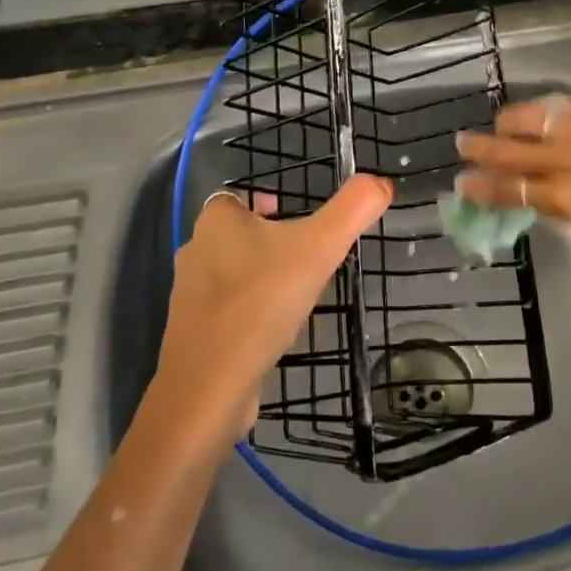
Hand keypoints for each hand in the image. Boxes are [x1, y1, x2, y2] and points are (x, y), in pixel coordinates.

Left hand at [158, 175, 394, 439]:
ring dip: (261, 278)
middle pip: (236, 235)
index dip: (265, 201)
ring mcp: (189, 298)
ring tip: (297, 293)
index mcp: (216, 222)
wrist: (210, 387)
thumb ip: (352, 210)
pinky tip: (275, 331)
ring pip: (232, 274)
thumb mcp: (319, 247)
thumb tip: (381, 182)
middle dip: (269, 241)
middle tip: (308, 256)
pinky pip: (227, 312)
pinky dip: (250, 314)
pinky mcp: (193, 336)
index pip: (237, 197)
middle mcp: (195, 252)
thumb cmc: (262, 302)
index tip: (297, 218)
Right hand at [456, 98, 570, 257]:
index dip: (484, 186)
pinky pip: (563, 107)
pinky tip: (538, 112)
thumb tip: (540, 192)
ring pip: (534, 119)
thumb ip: (567, 205)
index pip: (514, 189)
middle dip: (483, 147)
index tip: (461, 183)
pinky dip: (543, 110)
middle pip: (514, 150)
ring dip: (509, 121)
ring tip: (497, 123)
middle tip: (461, 143)